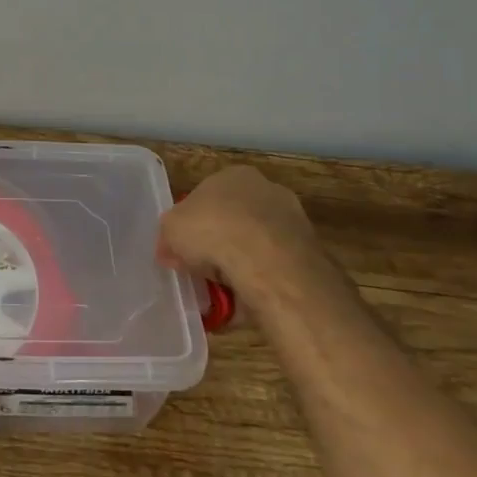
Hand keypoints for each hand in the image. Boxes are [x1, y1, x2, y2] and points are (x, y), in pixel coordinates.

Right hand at [158, 166, 320, 296]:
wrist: (268, 263)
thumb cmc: (213, 230)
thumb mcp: (170, 229)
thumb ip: (169, 236)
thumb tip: (170, 251)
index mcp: (234, 175)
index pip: (208, 195)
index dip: (193, 223)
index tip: (184, 248)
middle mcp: (267, 191)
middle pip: (235, 220)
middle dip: (219, 244)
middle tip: (202, 269)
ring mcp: (292, 223)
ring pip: (256, 247)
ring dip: (240, 266)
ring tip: (221, 293)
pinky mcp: (307, 255)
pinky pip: (272, 271)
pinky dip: (259, 285)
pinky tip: (243, 302)